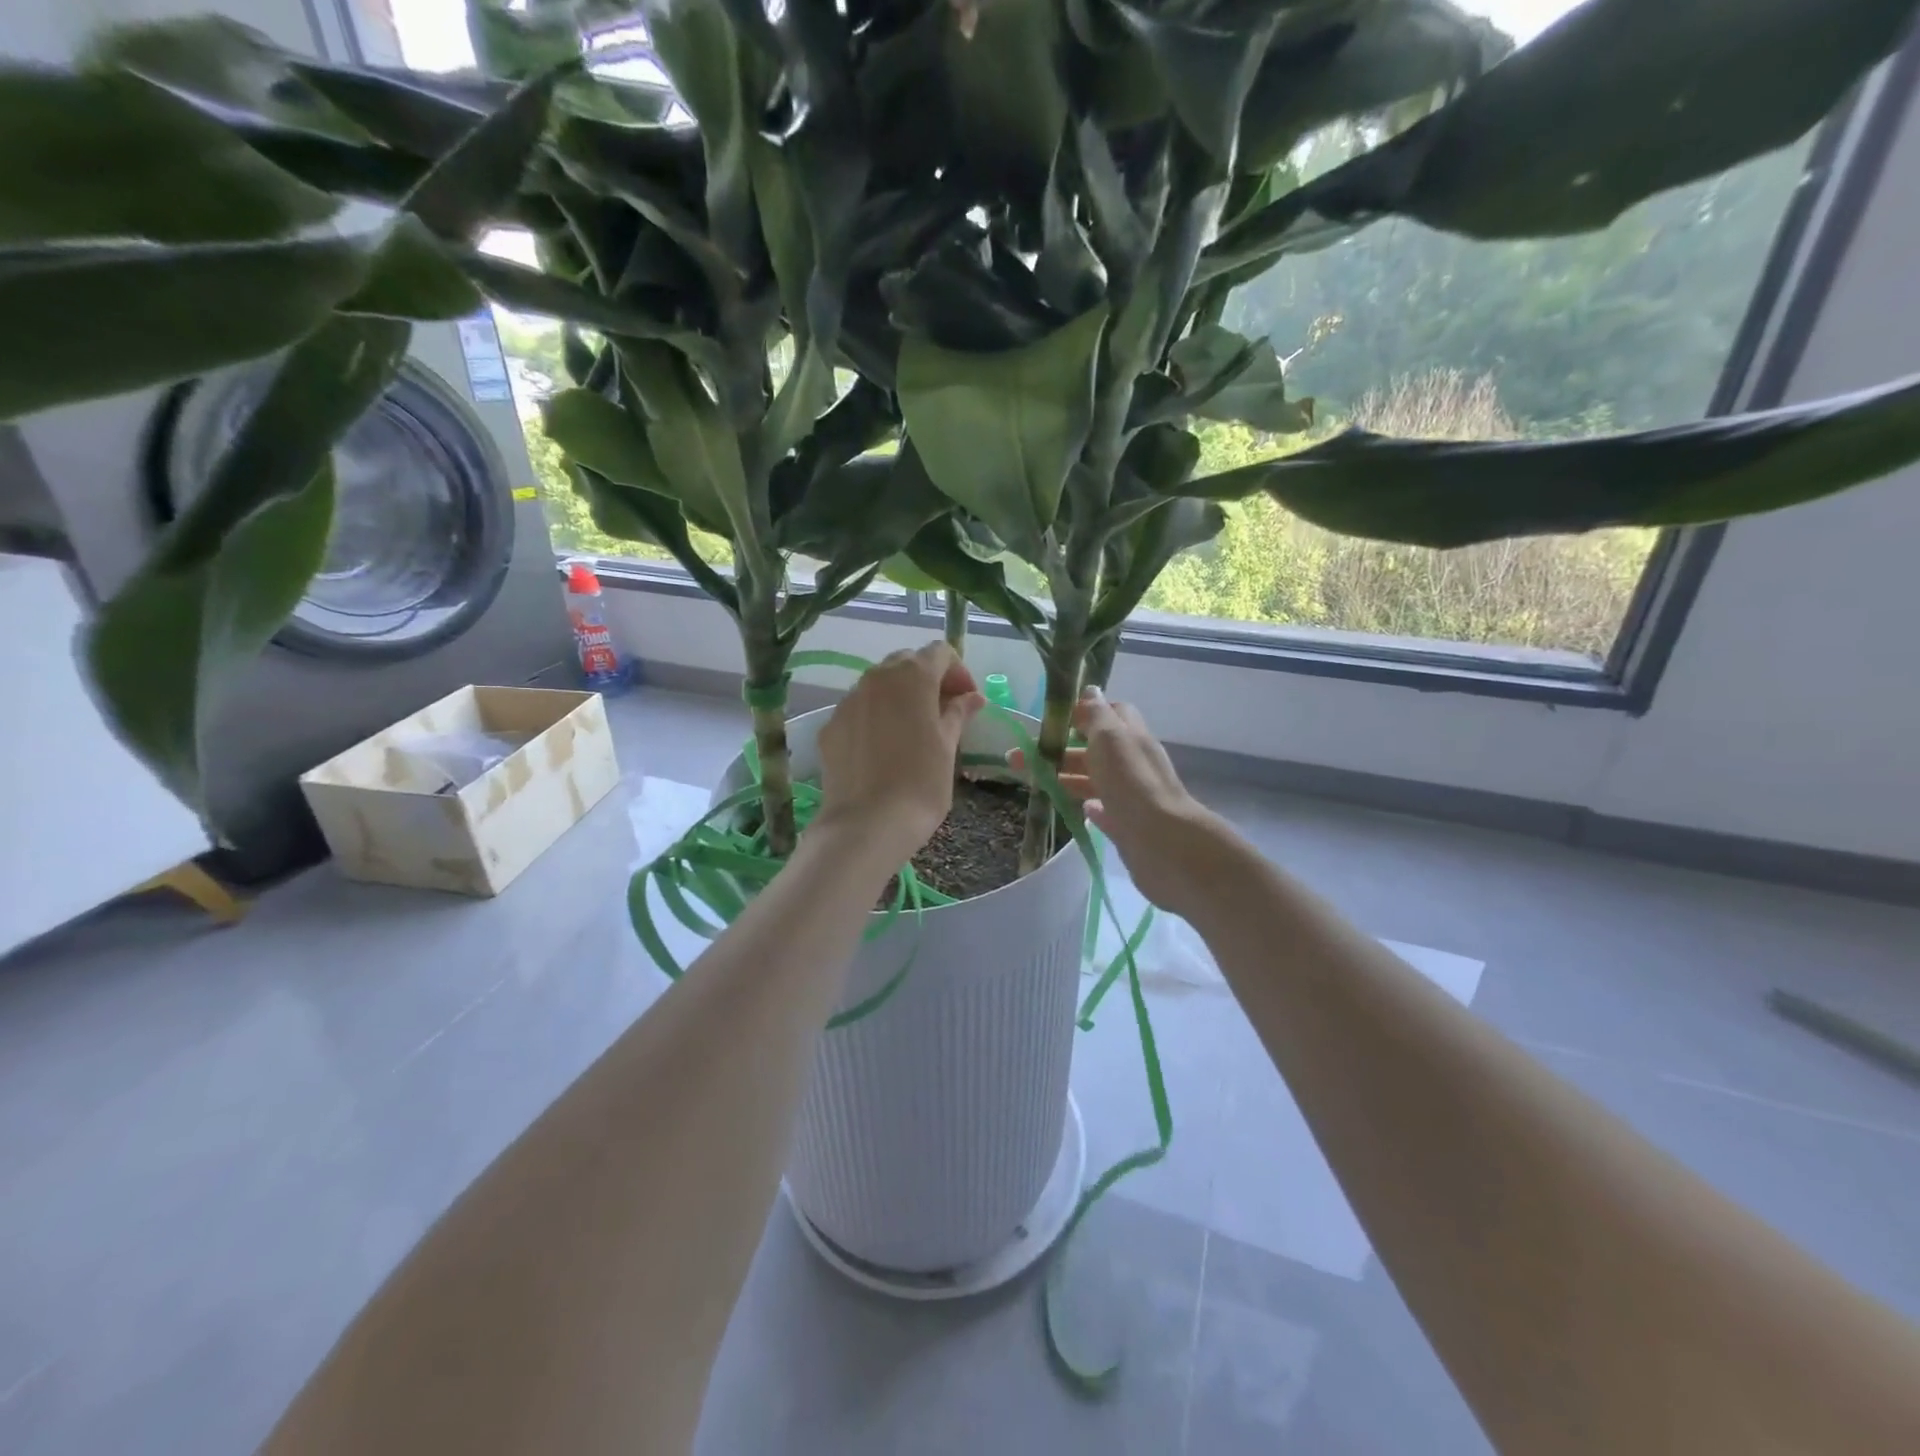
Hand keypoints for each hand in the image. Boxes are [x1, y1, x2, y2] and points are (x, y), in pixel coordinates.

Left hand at [814, 642, 984, 867]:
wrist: (866, 824)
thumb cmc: (921, 783)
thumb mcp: (948, 747)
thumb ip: (958, 714)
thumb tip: (971, 698)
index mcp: (912, 677)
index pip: (940, 652)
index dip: (958, 672)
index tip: (968, 702)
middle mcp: (876, 678)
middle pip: (906, 663)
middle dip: (928, 680)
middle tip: (944, 713)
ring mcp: (848, 700)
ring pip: (879, 685)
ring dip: (900, 697)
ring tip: (913, 731)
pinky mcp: (830, 726)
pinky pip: (858, 709)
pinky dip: (875, 717)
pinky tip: (883, 749)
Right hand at [1014, 687, 1219, 915]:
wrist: (1161, 840)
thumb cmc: (1131, 781)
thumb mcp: (1110, 737)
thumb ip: (1097, 714)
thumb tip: (1090, 689)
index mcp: (1130, 736)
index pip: (1110, 713)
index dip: (1083, 712)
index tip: (1053, 719)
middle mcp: (1132, 761)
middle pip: (1094, 748)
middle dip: (1059, 749)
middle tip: (1020, 757)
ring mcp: (1130, 794)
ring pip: (1094, 778)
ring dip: (1065, 776)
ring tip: (1033, 782)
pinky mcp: (1126, 823)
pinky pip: (1103, 809)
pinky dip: (1087, 803)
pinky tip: (1073, 806)